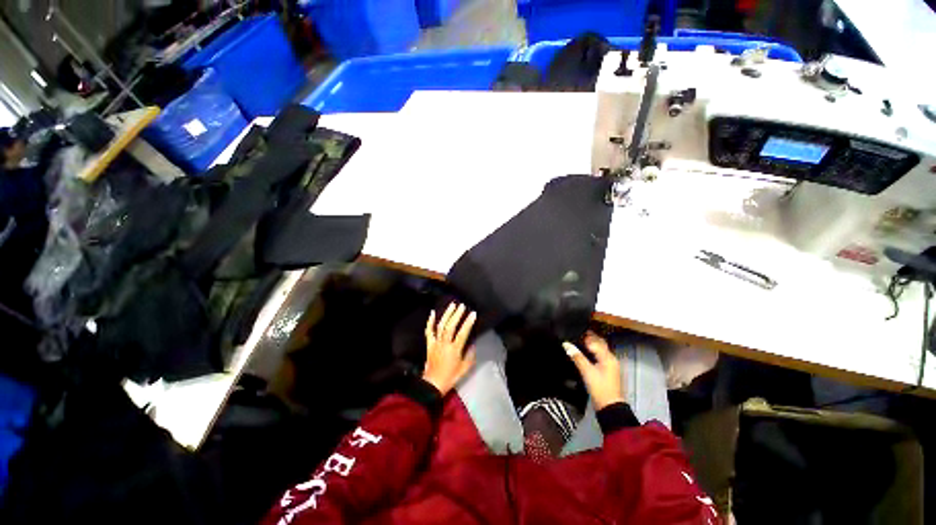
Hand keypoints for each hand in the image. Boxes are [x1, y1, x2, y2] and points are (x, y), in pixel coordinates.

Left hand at [422, 303, 476, 395]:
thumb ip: (470, 356)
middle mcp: (445, 344)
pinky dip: (430, 321)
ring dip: (447, 314)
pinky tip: (433, 313)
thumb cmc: (450, 377)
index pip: (462, 333)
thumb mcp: (464, 369)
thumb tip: (473, 345)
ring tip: (452, 305)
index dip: (468, 323)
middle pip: (450, 326)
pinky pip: (429, 331)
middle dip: (456, 315)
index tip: (472, 314)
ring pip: (441, 326)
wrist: (432, 384)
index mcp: (454, 350)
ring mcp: (436, 343)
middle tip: (462, 306)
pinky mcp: (429, 344)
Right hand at [563, 332, 623, 409]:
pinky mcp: (608, 370)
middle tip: (575, 334)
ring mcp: (610, 365)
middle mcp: (611, 358)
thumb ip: (576, 357)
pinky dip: (593, 351)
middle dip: (589, 337)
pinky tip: (584, 353)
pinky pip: (600, 355)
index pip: (595, 341)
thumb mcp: (587, 371)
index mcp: (607, 357)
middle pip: (600, 343)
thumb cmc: (599, 388)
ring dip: (591, 344)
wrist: (610, 407)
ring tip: (577, 341)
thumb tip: (566, 344)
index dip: (585, 335)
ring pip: (600, 349)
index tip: (574, 331)